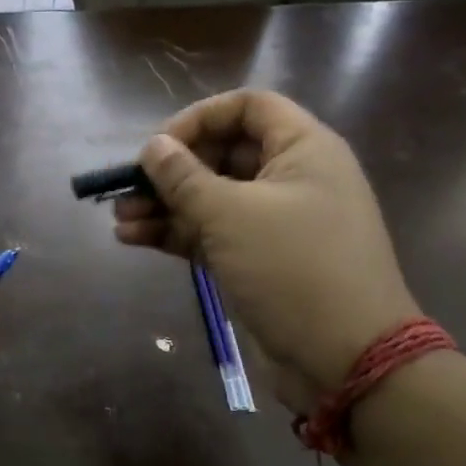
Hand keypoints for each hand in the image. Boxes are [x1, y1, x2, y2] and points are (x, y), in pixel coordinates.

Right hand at [112, 89, 419, 410]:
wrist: (346, 357)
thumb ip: (184, 178)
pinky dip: (176, 234)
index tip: (159, 148)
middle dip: (171, 171)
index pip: (247, 107)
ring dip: (164, 206)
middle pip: (222, 154)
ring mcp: (275, 222)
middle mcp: (291, 177)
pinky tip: (133, 239)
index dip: (199, 118)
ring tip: (120, 220)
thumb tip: (152, 148)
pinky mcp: (259, 259)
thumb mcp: (231, 215)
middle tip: (128, 189)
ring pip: (211, 198)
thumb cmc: (293, 268)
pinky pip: (212, 233)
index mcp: (302, 149)